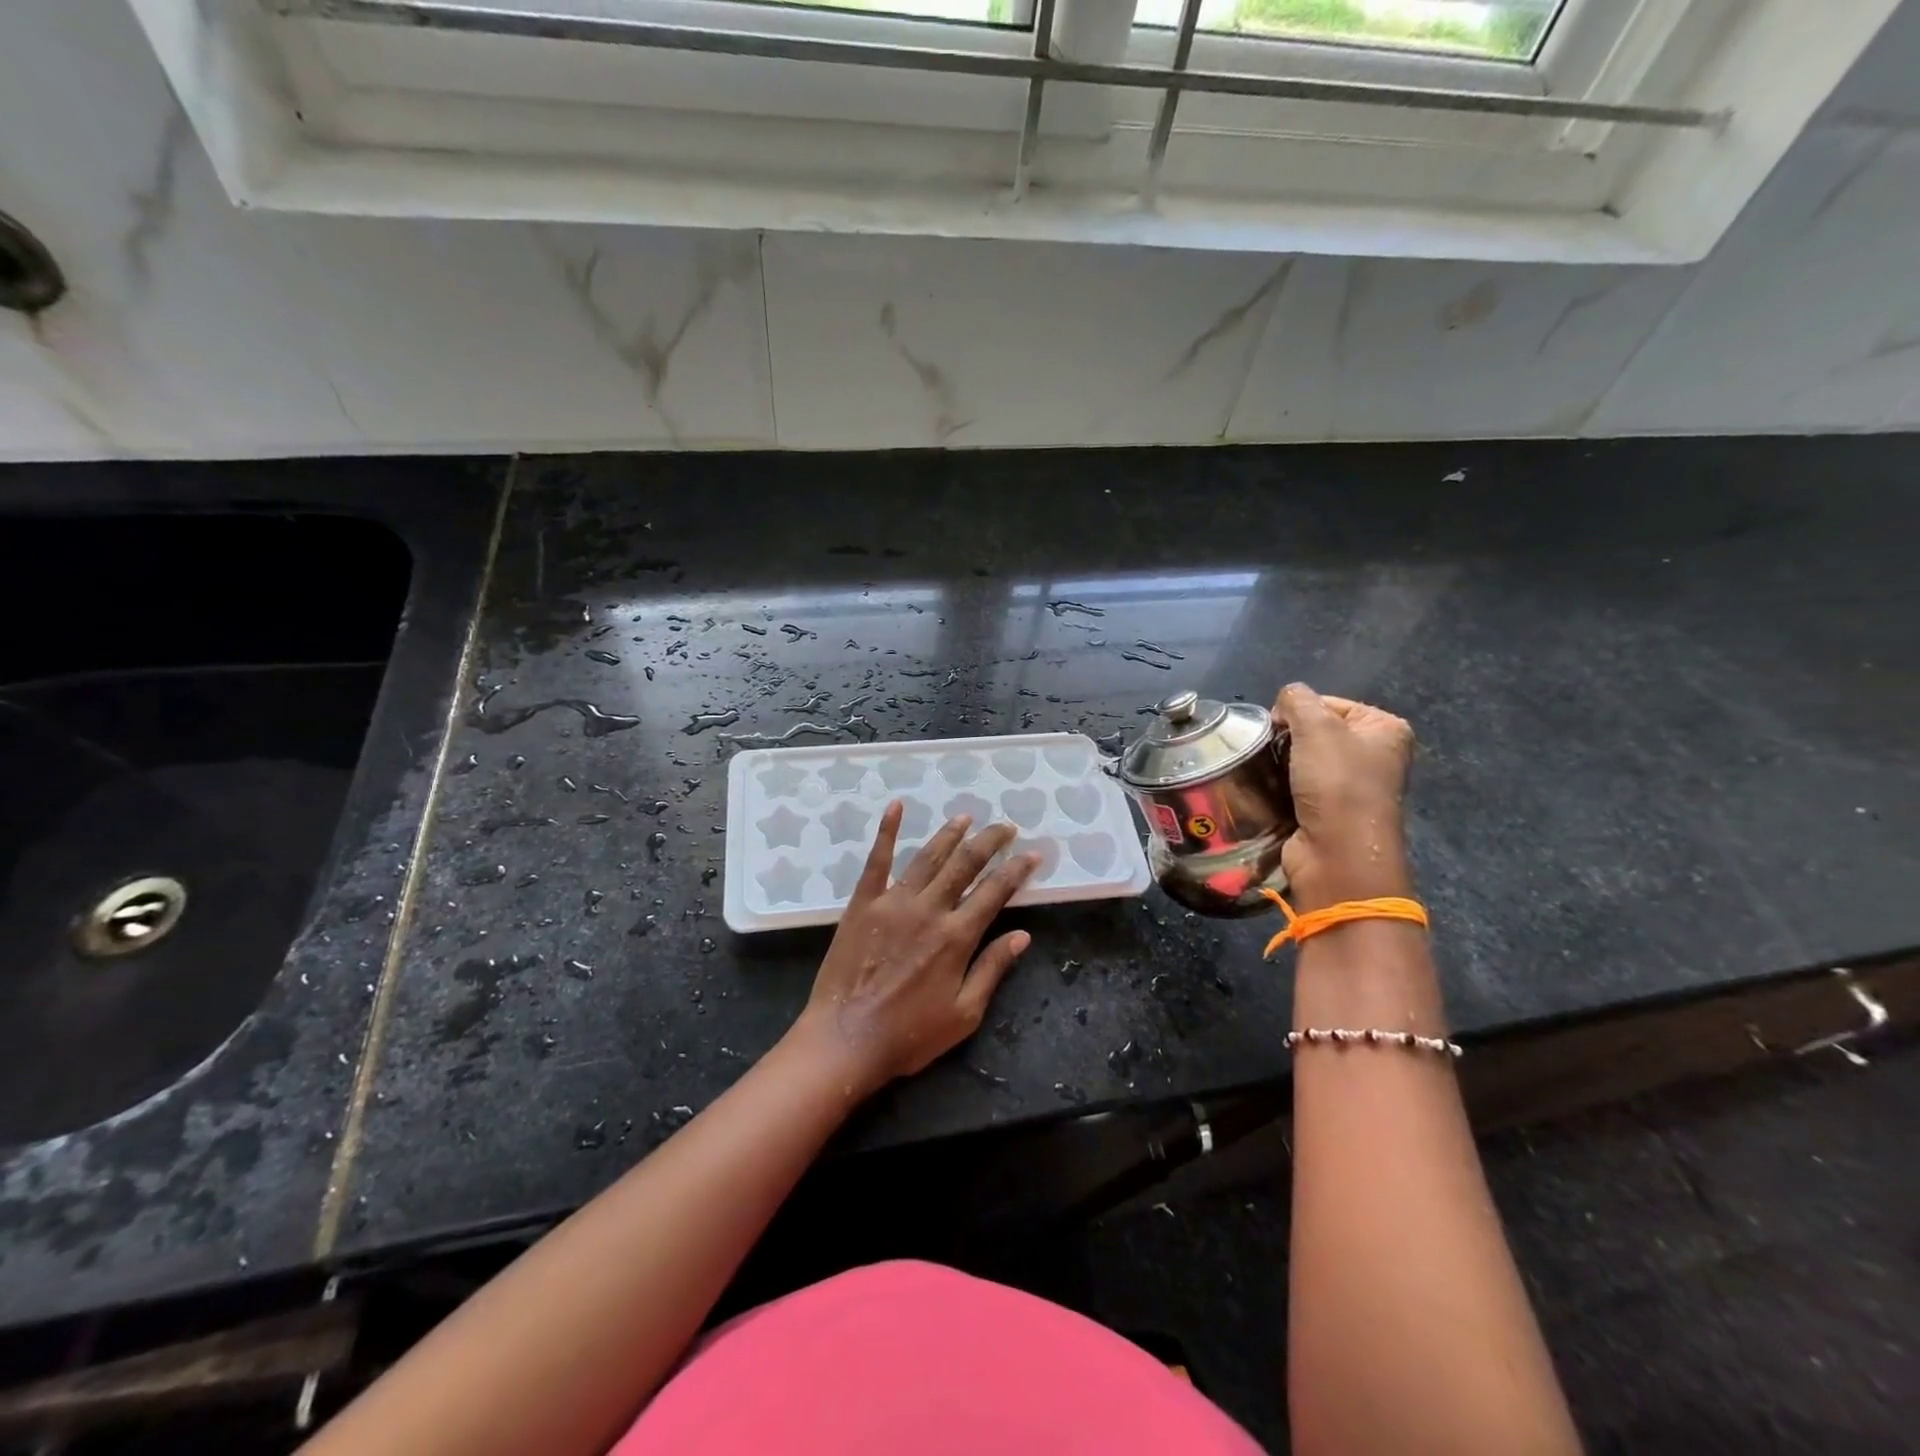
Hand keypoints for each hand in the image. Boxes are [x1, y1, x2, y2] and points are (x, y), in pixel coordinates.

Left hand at [791, 805, 1038, 1097]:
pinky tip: (896, 806)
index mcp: (956, 937)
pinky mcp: (862, 903)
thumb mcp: (964, 1013)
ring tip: (966, 817)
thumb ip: (992, 969)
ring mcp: (893, 902)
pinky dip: (887, 831)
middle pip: (965, 865)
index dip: (1016, 870)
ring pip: (928, 857)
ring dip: (949, 834)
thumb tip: (1022, 935)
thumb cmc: (909, 1035)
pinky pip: (877, 861)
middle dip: (989, 842)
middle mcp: (929, 910)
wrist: (845, 1040)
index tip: (1032, 854)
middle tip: (1006, 826)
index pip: (995, 892)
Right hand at [1273, 683, 1415, 911]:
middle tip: (1269, 749)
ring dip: (1281, 763)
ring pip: (1302, 759)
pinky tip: (1269, 788)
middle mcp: (1374, 754)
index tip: (1277, 728)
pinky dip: (1281, 785)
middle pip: (1315, 730)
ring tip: (1266, 770)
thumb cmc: (1337, 783)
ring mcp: (1353, 785)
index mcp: (1385, 728)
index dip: (1298, 711)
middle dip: (1287, 737)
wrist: (1337, 853)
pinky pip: (1298, 785)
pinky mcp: (1330, 809)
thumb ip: (1297, 700)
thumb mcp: (1316, 726)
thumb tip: (1283, 704)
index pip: (1328, 702)